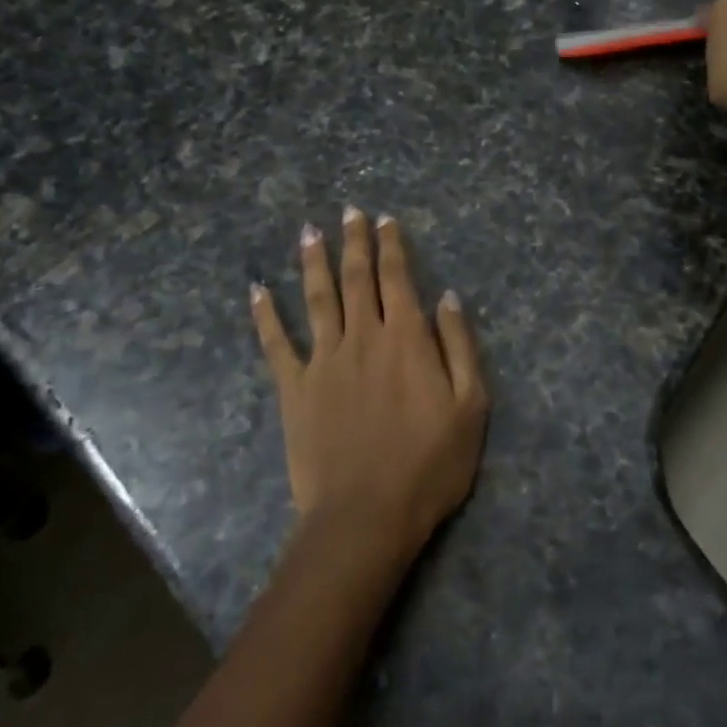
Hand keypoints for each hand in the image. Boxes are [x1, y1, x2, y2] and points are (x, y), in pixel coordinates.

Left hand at [250, 208, 488, 556]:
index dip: (391, 245)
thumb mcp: (470, 406)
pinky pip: (276, 344)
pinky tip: (257, 291)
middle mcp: (362, 336)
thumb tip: (447, 297)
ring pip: (317, 298)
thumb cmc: (429, 464)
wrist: (366, 515)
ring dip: (313, 261)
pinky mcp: (294, 388)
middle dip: (354, 241)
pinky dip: (265, 316)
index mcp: (405, 338)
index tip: (385, 219)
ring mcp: (323, 360)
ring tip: (309, 231)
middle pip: (356, 277)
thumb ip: (459, 346)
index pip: (397, 278)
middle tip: (349, 211)